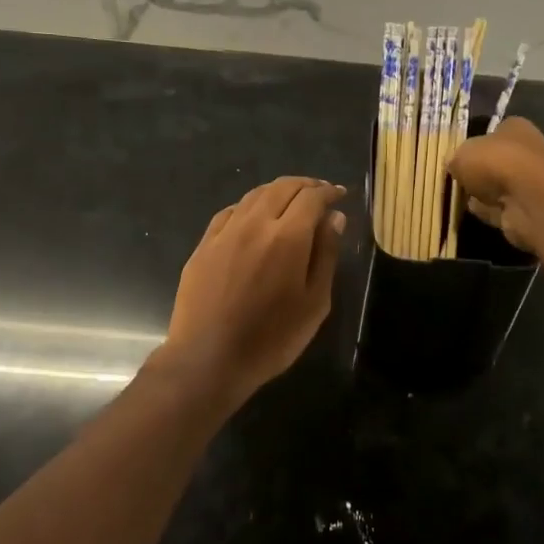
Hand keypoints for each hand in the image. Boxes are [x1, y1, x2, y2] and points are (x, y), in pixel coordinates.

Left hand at [162, 177, 346, 407]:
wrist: (208, 358)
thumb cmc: (272, 338)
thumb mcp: (314, 303)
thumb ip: (326, 255)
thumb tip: (334, 218)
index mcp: (288, 237)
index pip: (312, 198)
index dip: (329, 192)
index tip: (340, 195)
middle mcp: (255, 224)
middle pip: (282, 187)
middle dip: (305, 185)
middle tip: (319, 193)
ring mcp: (225, 233)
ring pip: (253, 196)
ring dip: (277, 191)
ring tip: (290, 201)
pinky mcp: (203, 246)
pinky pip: (230, 213)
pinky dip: (249, 206)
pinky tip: (253, 217)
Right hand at [446, 118, 543, 252]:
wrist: (530, 200)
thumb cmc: (497, 164)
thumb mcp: (462, 154)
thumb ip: (455, 158)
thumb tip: (452, 165)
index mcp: (514, 128)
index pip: (490, 134)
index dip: (472, 146)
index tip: (455, 159)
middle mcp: (525, 152)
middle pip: (493, 162)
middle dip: (476, 173)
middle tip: (454, 181)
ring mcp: (528, 182)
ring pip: (496, 187)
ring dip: (481, 194)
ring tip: (458, 199)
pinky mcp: (527, 208)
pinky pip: (500, 208)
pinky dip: (488, 211)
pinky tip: (474, 212)